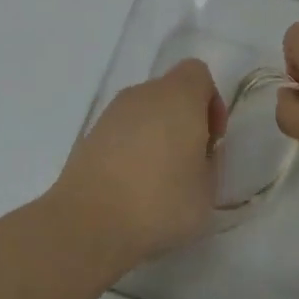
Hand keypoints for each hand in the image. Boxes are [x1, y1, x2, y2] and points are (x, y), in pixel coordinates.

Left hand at [51, 59, 224, 267]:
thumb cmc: (159, 202)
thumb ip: (209, 162)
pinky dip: (129, 150)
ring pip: (144, 112)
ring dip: (155, 135)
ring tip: (156, 180)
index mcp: (178, 96)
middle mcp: (144, 94)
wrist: (88, 224)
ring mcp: (112, 113)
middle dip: (182, 120)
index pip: (198, 73)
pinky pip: (120, 133)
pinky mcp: (89, 136)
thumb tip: (197, 153)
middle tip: (187, 162)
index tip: (211, 140)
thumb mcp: (207, 191)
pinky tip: (129, 187)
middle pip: (170, 92)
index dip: (210, 102)